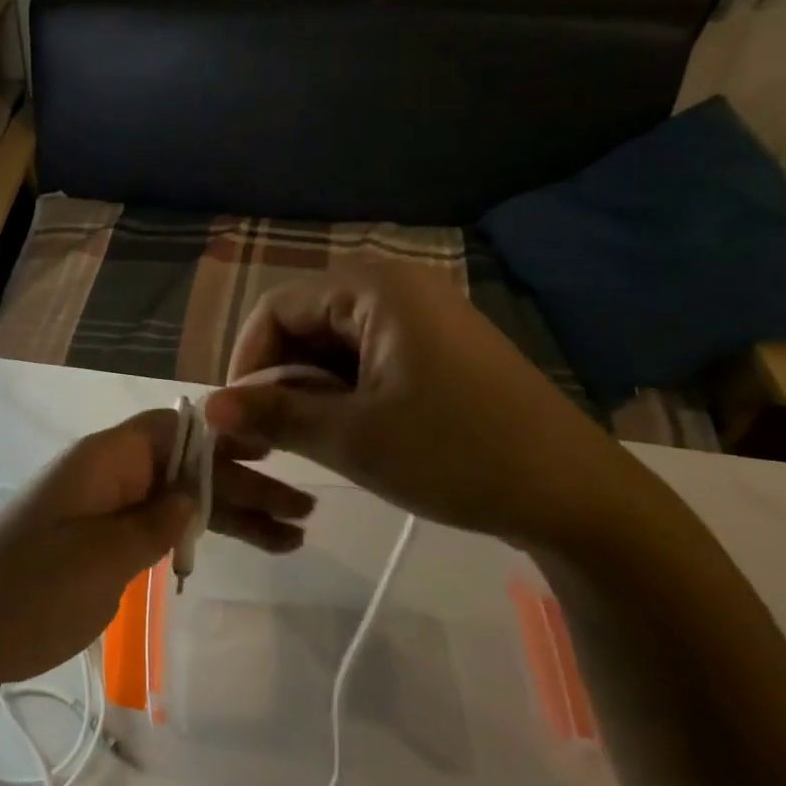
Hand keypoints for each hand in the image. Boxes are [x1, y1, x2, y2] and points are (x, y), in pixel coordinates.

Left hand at [0, 411, 314, 700]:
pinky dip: (194, 537)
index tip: (272, 447)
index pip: (173, 426)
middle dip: (242, 484)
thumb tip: (192, 493)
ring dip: (229, 515)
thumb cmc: (29, 589)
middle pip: (185, 466)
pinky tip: (232, 549)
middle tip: (303, 511)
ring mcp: (101, 511)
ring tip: (291, 540)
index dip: (223, 433)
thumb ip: (156, 522)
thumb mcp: (103, 556)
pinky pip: (155, 528)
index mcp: (104, 460)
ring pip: (176, 500)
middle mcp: (107, 475)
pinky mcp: (96, 545)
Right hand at [204, 268, 646, 551]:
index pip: (277, 309)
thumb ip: (273, 416)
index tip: (239, 416)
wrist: (577, 497)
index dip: (248, 361)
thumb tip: (209, 408)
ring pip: (336, 343)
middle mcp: (398, 288)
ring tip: (307, 440)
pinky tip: (349, 431)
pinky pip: (370, 356)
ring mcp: (424, 317)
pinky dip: (346, 390)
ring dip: (311, 388)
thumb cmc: (456, 455)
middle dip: (279, 377)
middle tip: (269, 436)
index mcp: (375, 290)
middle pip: (306, 322)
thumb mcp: (352, 438)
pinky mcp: (441, 347)